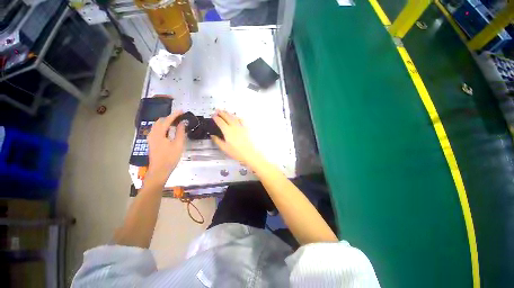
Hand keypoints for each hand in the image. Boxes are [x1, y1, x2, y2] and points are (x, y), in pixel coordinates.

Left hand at [146, 110, 185, 184]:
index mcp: (158, 133)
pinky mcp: (152, 142)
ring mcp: (151, 138)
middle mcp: (152, 133)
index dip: (175, 115)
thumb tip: (182, 123)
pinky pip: (157, 130)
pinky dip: (164, 127)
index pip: (167, 120)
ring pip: (158, 125)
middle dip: (170, 117)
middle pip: (160, 121)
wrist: (159, 170)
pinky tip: (170, 130)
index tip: (182, 111)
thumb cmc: (170, 157)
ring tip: (177, 122)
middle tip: (180, 117)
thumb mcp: (178, 144)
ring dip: (167, 122)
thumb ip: (180, 132)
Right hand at [211, 110, 261, 166]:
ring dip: (228, 113)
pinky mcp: (246, 128)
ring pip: (234, 117)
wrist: (249, 153)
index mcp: (228, 131)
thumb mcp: (224, 148)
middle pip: (227, 116)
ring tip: (225, 112)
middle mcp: (234, 127)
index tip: (213, 116)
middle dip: (221, 113)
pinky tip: (237, 117)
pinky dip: (237, 117)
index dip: (216, 118)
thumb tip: (213, 136)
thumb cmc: (238, 152)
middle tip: (218, 110)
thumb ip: (217, 141)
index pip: (220, 121)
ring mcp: (241, 127)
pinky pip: (241, 120)